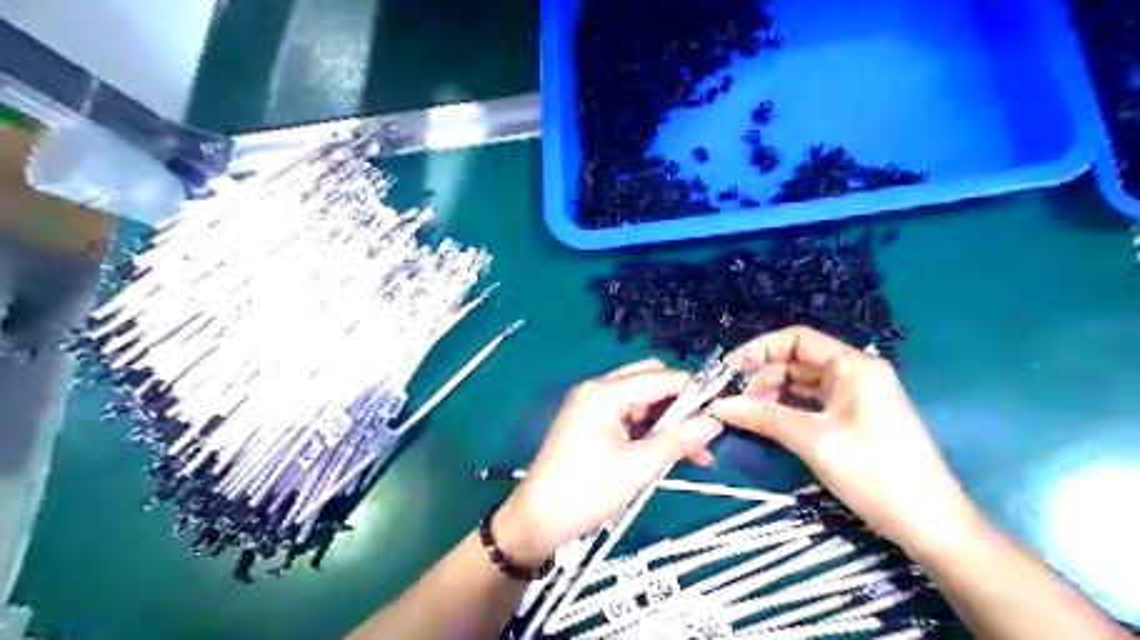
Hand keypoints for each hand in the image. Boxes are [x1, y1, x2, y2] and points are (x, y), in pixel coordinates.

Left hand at [497, 359, 719, 563]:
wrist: (537, 520)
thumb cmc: (587, 491)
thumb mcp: (639, 467)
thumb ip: (679, 440)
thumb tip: (716, 422)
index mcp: (604, 392)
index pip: (659, 378)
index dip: (693, 390)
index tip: (723, 408)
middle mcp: (597, 390)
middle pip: (650, 382)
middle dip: (680, 405)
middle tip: (705, 431)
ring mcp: (592, 406)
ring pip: (642, 402)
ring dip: (668, 422)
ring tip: (696, 453)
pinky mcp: (591, 424)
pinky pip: (629, 417)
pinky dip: (650, 432)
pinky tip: (670, 452)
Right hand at [709, 328, 983, 556]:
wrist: (931, 525)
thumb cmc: (876, 474)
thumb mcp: (814, 441)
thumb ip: (764, 417)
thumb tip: (719, 405)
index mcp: (854, 366)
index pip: (798, 339)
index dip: (760, 348)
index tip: (729, 368)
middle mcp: (855, 373)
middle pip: (798, 360)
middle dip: (762, 375)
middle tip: (732, 399)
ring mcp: (856, 396)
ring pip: (802, 383)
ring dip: (772, 393)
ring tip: (745, 412)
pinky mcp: (853, 418)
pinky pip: (812, 402)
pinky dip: (787, 408)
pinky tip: (766, 420)